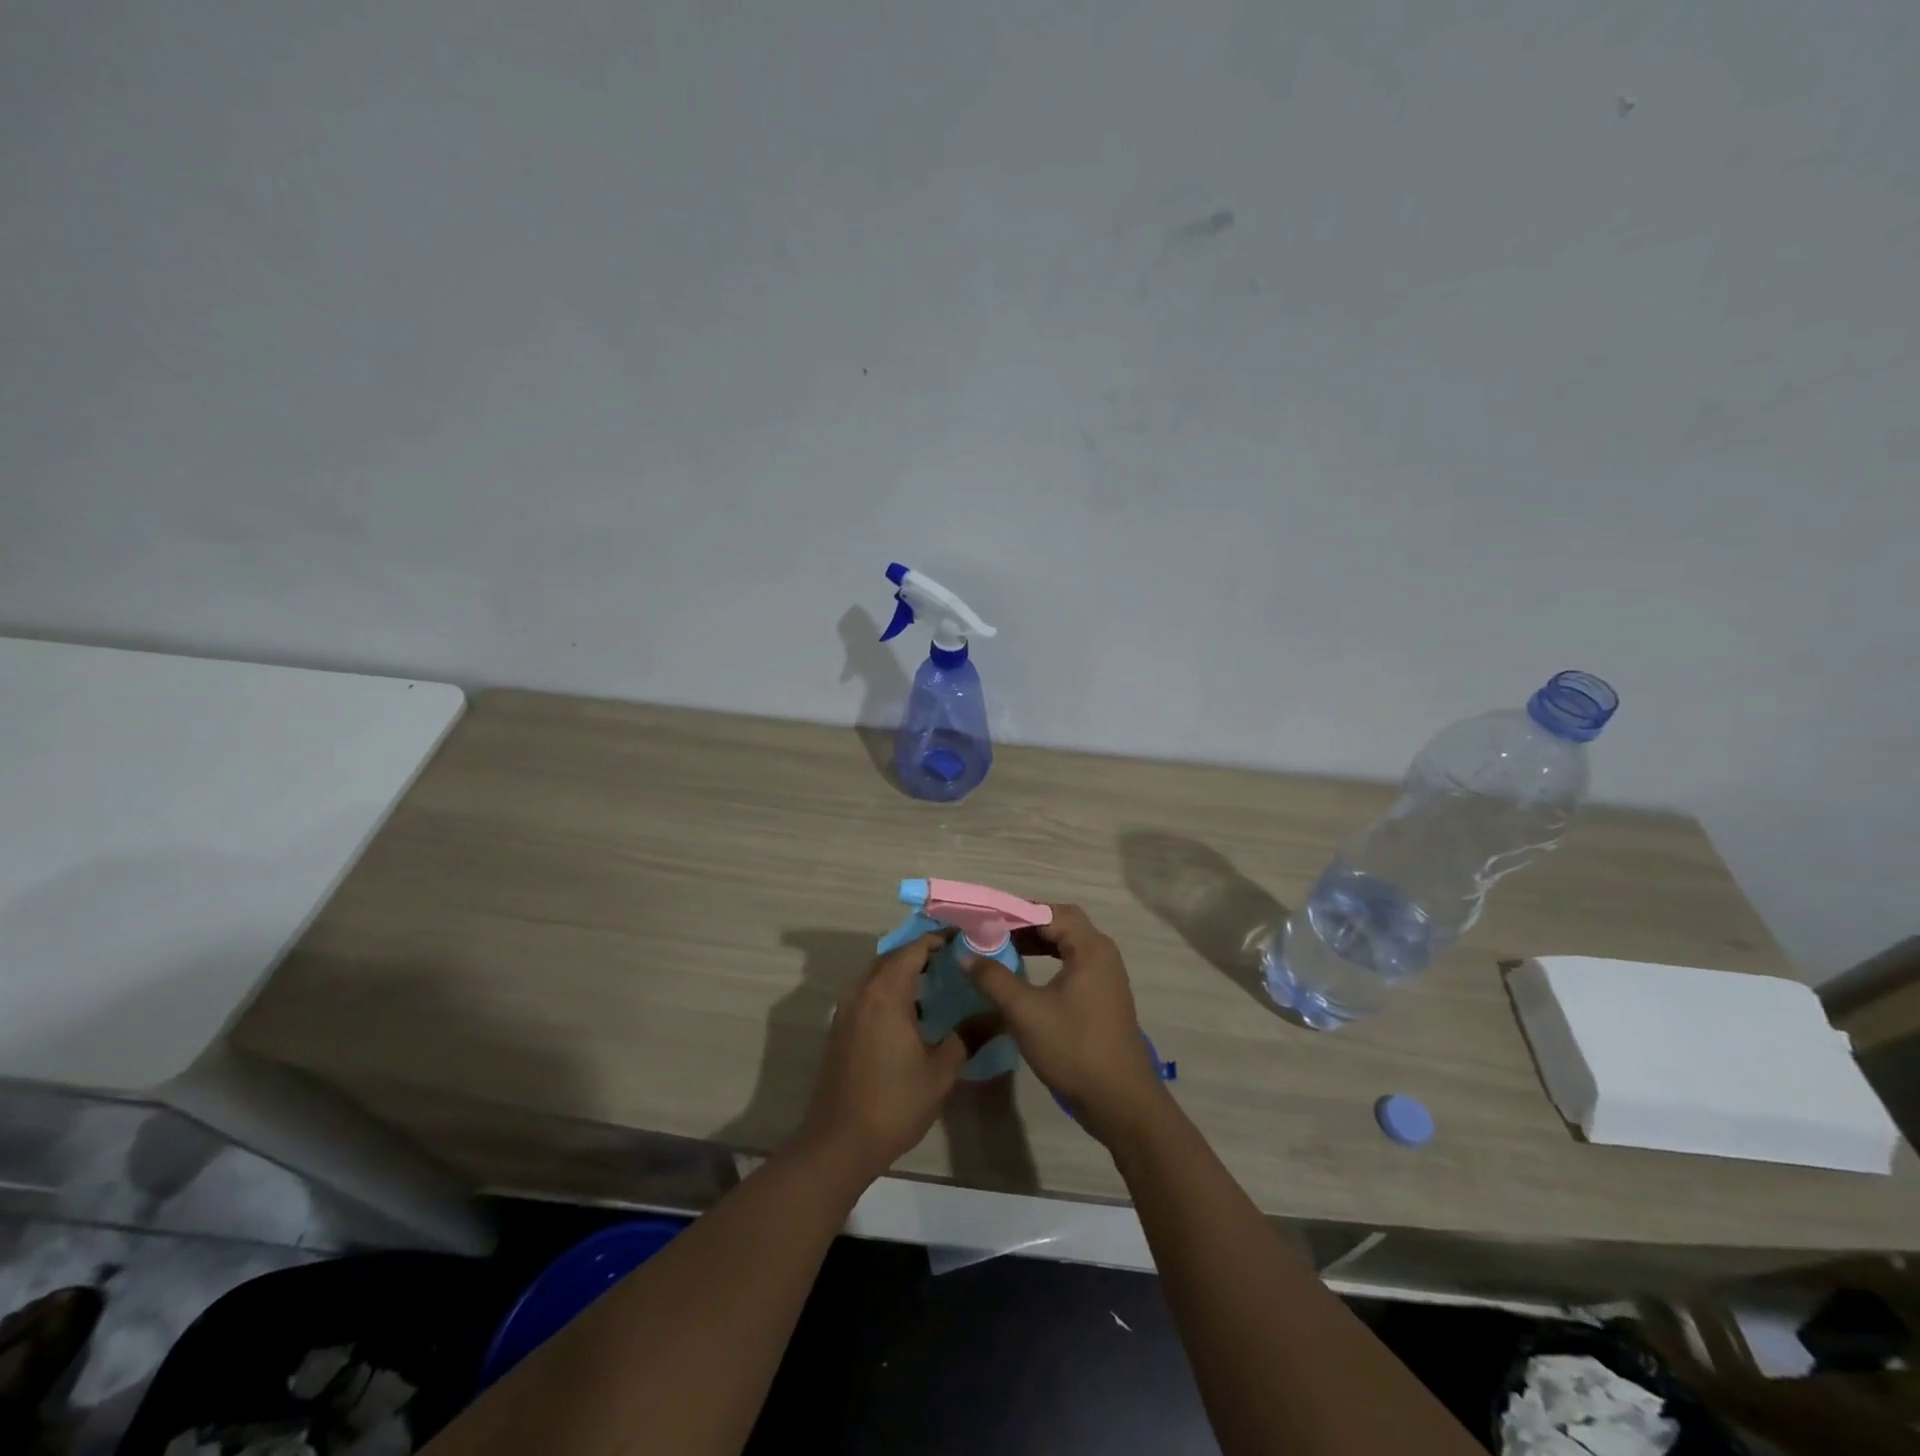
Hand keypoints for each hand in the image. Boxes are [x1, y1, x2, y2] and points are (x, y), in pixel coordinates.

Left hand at [798, 934, 966, 1179]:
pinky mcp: (840, 1028)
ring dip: (903, 970)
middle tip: (954, 959)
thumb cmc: (894, 1103)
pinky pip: (867, 992)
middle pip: (893, 956)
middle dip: (921, 952)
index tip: (964, 939)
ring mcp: (846, 1009)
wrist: (839, 1142)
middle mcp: (862, 991)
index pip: (914, 949)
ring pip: (876, 973)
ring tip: (936, 981)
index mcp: (886, 993)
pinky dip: (888, 988)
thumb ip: (967, 1036)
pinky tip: (911, 1010)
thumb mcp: (940, 1071)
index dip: (939, 939)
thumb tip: (998, 1016)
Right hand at [965, 904, 1166, 1142]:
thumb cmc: (1073, 1048)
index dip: (1017, 912)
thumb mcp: (1025, 1011)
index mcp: (1091, 948)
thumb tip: (966, 954)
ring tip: (1005, 950)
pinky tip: (1028, 976)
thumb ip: (994, 978)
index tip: (986, 919)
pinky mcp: (1104, 998)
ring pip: (1068, 946)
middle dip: (1026, 925)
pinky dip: (1050, 962)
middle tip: (993, 932)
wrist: (1120, 1101)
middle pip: (1062, 924)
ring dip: (1038, 944)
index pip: (1051, 912)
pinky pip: (1074, 965)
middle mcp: (1103, 955)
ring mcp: (1107, 978)